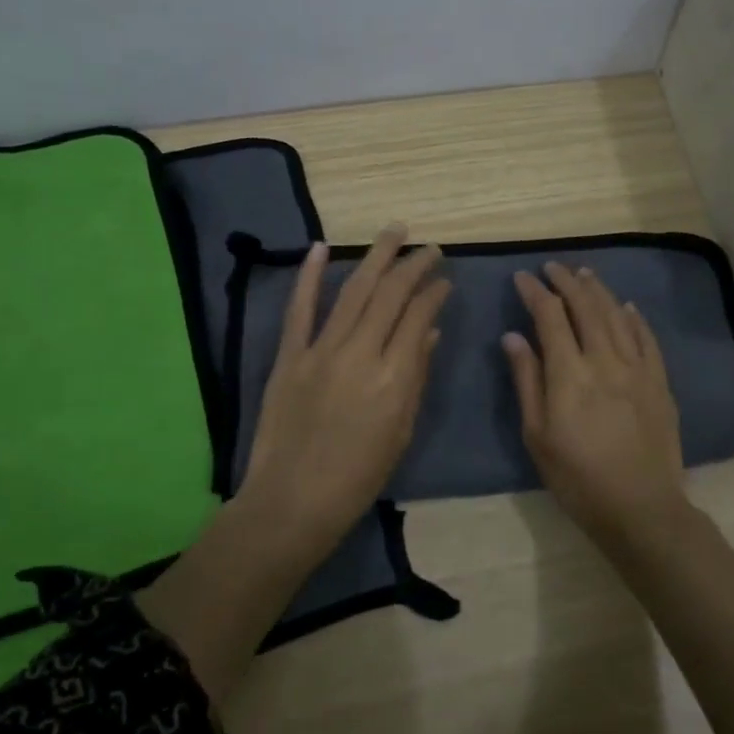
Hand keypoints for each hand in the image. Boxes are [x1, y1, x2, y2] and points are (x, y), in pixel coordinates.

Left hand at [238, 224, 449, 551]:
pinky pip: (299, 309)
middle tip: (429, 247)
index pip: (418, 317)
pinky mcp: (289, 356)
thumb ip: (416, 377)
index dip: (434, 292)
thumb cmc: (358, 477)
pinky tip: (320, 247)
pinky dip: (308, 276)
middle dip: (413, 265)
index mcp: (393, 378)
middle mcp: (360, 355)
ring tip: (393, 231)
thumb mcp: (400, 431)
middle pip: (390, 295)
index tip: (444, 279)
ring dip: (375, 257)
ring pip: (352, 291)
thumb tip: (428, 332)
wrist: (292, 502)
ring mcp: (320, 352)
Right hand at [503, 262, 686, 547]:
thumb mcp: (537, 435)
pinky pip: (647, 338)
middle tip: (552, 267)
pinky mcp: (659, 382)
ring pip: (616, 315)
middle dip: (566, 282)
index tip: (522, 277)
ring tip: (584, 274)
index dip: (535, 292)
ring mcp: (637, 369)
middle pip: (585, 307)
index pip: (550, 317)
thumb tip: (513, 336)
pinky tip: (626, 307)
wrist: (641, 508)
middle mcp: (605, 360)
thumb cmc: (577, 478)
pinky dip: (634, 318)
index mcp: (570, 374)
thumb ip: (527, 380)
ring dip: (598, 290)